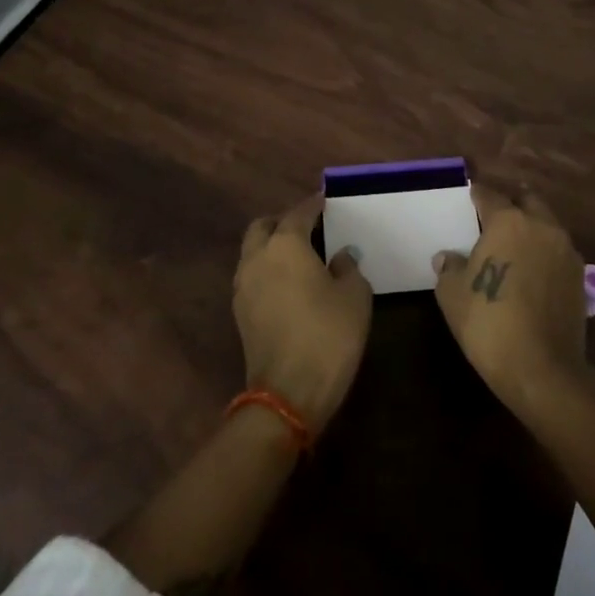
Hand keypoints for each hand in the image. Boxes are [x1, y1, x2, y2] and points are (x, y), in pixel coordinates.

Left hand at [234, 195, 371, 430]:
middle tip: (308, 227)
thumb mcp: (354, 296)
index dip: (314, 205)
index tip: (326, 201)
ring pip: (253, 251)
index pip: (299, 213)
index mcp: (285, 244)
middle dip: (283, 221)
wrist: (288, 394)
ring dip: (271, 246)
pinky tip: (288, 282)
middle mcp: (257, 257)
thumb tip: (340, 255)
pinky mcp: (240, 313)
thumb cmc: (328, 335)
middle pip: (264, 226)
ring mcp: (243, 286)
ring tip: (298, 255)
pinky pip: (252, 276)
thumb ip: (348, 267)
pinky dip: (267, 270)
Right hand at [434, 185, 591, 413]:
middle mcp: (541, 227)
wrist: (543, 370)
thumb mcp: (453, 295)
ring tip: (513, 245)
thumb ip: (449, 268)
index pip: (489, 195)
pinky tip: (531, 271)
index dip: (477, 194)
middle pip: (526, 201)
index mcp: (508, 222)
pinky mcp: (579, 277)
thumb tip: (447, 257)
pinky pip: (558, 252)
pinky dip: (544, 253)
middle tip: (494, 216)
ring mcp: (565, 251)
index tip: (469, 196)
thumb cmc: (490, 324)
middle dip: (511, 203)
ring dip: (531, 228)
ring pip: (546, 225)